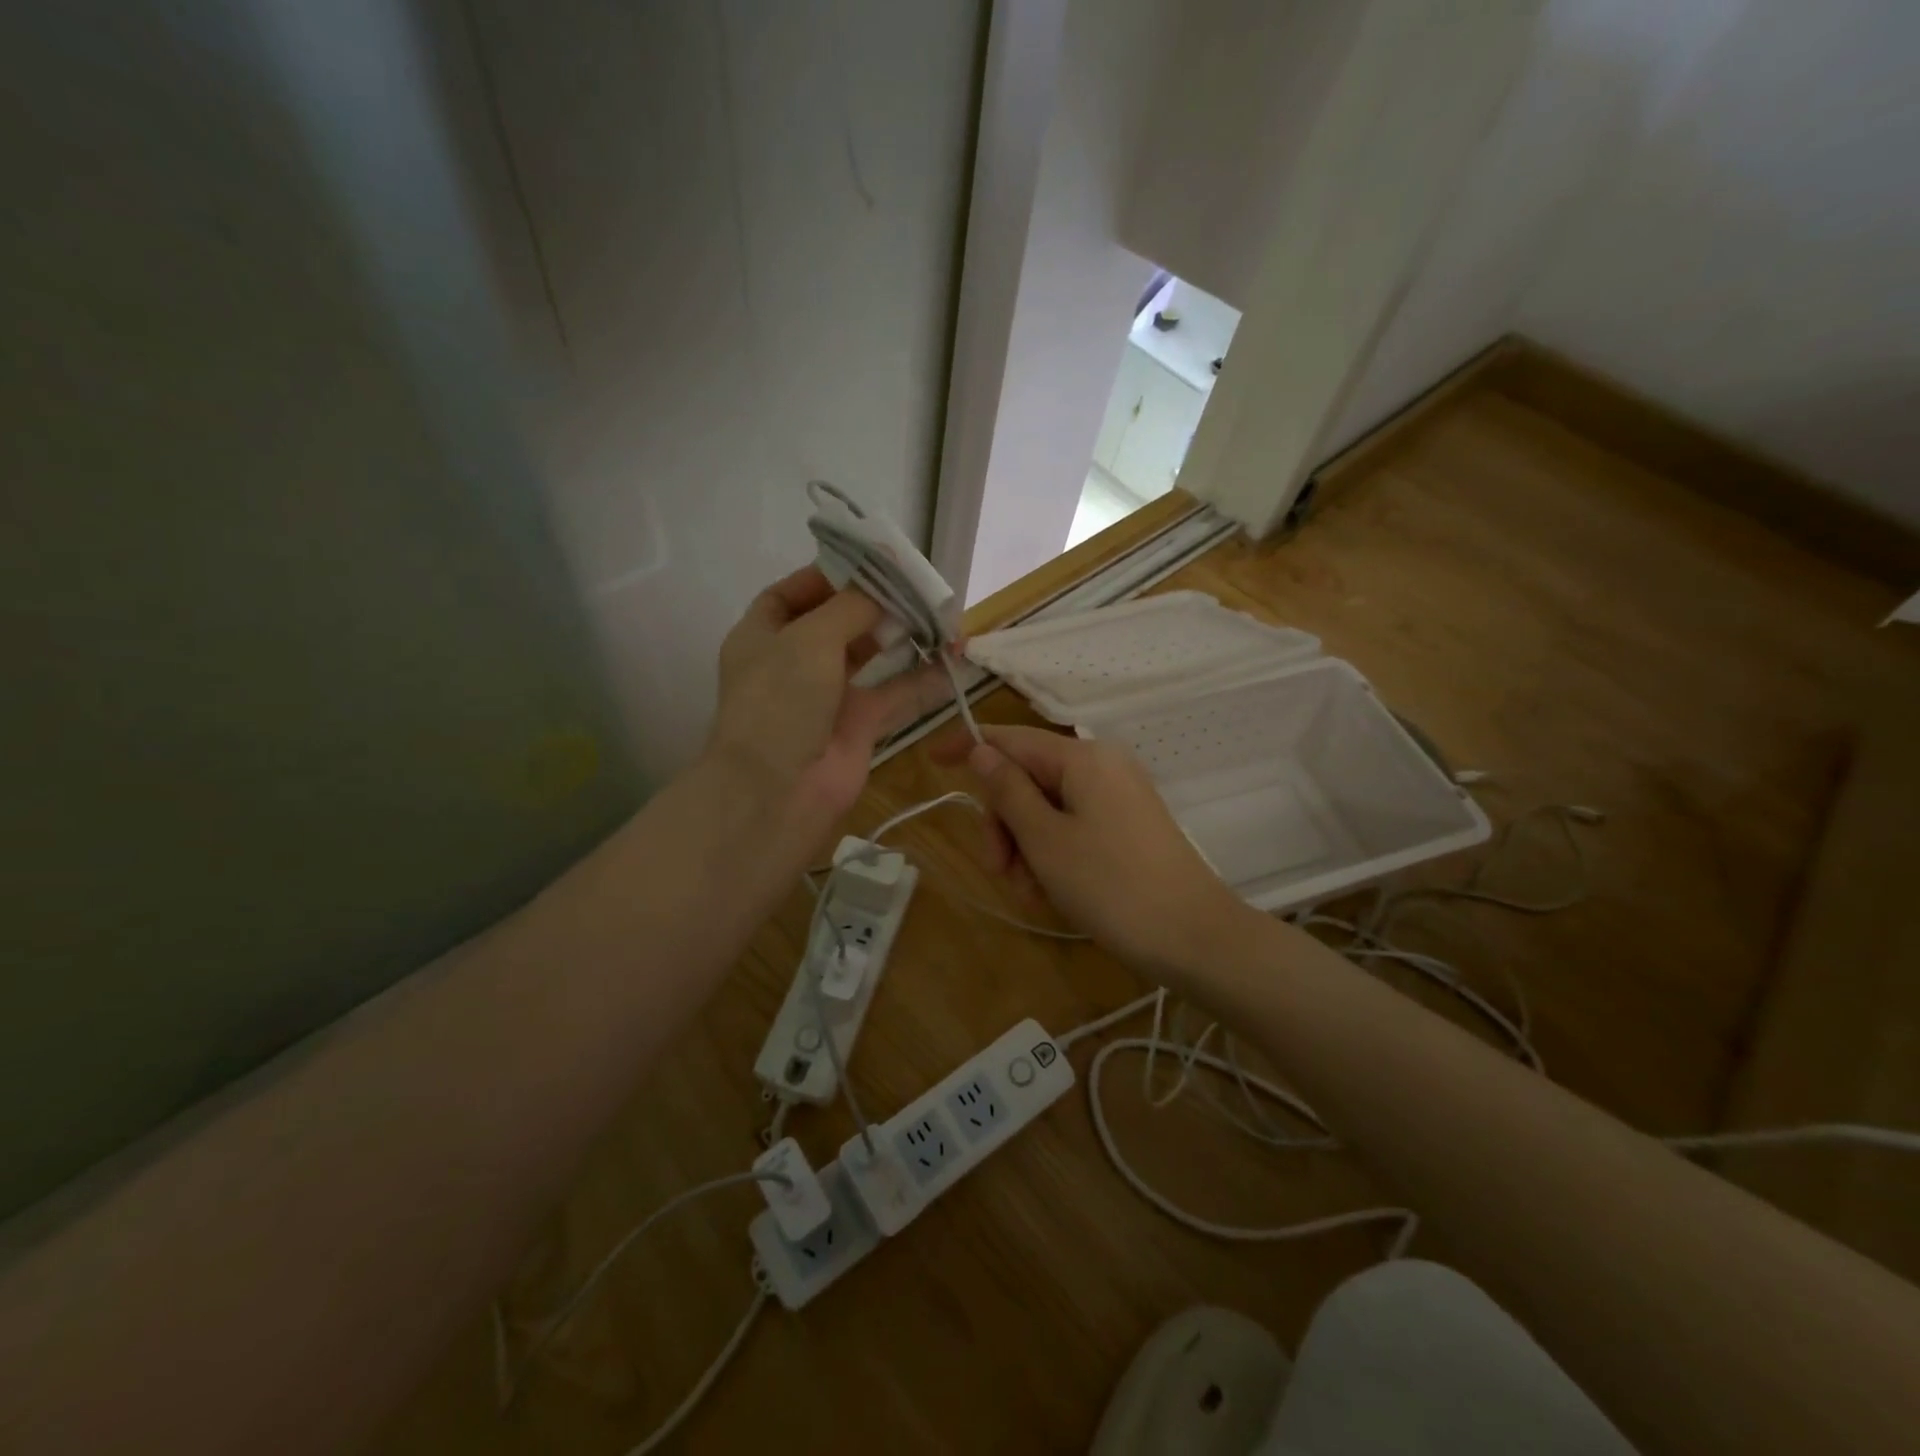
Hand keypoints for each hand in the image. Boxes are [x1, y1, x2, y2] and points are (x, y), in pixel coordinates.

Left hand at [709, 566, 948, 835]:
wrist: (780, 788)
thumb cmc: (782, 699)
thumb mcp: (810, 637)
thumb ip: (851, 605)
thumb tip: (883, 581)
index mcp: (762, 636)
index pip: (790, 594)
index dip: (826, 576)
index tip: (869, 563)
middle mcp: (792, 662)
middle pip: (836, 622)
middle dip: (873, 603)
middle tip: (915, 585)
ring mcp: (826, 695)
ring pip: (869, 656)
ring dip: (900, 636)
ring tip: (938, 613)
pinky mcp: (858, 724)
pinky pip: (895, 693)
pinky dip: (923, 678)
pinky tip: (953, 658)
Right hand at [935, 723, 1253, 983]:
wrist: (1193, 937)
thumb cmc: (1111, 885)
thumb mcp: (1045, 839)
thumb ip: (1008, 790)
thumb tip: (981, 750)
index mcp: (1081, 757)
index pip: (1010, 738)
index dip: (967, 746)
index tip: (930, 760)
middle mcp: (1101, 765)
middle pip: (1026, 778)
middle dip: (1003, 822)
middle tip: (1000, 869)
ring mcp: (1116, 796)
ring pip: (1045, 808)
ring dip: (1025, 846)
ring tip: (1031, 891)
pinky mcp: (1125, 825)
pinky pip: (1071, 826)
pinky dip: (1051, 853)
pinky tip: (1051, 890)